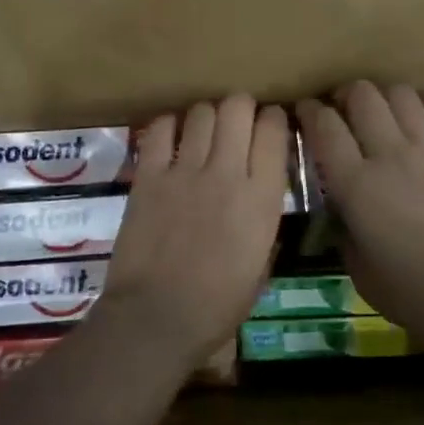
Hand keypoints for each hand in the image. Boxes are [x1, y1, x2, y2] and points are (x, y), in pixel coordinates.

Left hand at [96, 94, 290, 366]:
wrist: (157, 317)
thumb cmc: (217, 306)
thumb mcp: (260, 267)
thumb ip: (263, 226)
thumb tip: (257, 203)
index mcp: (262, 199)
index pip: (274, 131)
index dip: (274, 120)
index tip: (269, 126)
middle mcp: (227, 173)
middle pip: (237, 107)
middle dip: (240, 108)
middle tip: (236, 123)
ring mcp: (185, 171)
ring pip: (201, 112)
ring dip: (206, 116)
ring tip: (203, 132)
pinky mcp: (149, 176)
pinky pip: (160, 130)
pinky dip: (169, 126)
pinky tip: (171, 138)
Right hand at [296, 82, 423, 343]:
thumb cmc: (412, 291)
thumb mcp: (359, 270)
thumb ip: (345, 231)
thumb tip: (342, 211)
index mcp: (355, 184)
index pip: (325, 127)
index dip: (309, 111)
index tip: (303, 111)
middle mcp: (390, 156)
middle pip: (363, 97)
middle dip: (346, 94)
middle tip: (342, 109)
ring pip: (403, 96)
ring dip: (385, 96)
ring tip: (381, 111)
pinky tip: (422, 122)